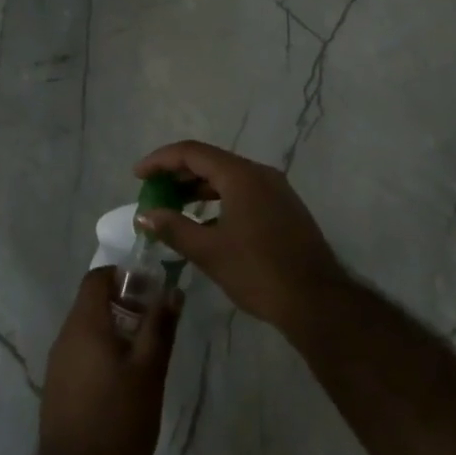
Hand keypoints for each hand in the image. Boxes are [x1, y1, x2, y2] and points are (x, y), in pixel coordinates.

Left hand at [36, 268, 180, 454]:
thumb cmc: (118, 421)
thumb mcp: (149, 372)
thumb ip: (160, 327)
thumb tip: (172, 290)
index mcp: (84, 324)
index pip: (97, 277)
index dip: (124, 276)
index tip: (151, 291)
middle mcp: (65, 337)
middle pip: (92, 302)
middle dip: (125, 304)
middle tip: (155, 325)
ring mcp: (58, 365)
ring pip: (88, 330)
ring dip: (116, 330)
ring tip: (145, 355)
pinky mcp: (58, 390)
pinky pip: (82, 354)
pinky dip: (103, 354)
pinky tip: (124, 383)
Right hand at [135, 140, 347, 334]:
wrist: (317, 302)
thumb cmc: (258, 272)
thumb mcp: (209, 251)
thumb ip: (173, 227)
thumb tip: (145, 215)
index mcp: (240, 175)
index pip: (192, 152)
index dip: (160, 160)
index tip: (138, 175)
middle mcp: (259, 173)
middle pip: (210, 161)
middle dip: (178, 174)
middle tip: (153, 192)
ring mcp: (276, 190)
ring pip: (228, 178)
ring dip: (198, 188)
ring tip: (173, 207)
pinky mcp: (284, 208)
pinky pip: (243, 192)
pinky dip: (219, 200)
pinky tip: (206, 224)